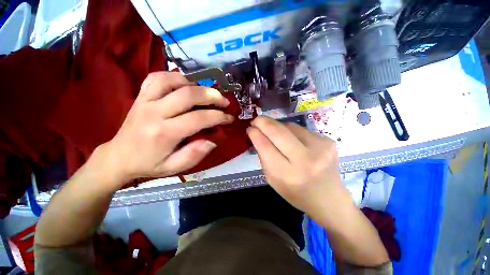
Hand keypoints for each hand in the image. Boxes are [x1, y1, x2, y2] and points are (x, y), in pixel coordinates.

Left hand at [95, 72, 233, 187]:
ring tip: (206, 94)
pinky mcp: (141, 95)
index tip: (229, 118)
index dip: (218, 116)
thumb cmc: (149, 164)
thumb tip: (213, 140)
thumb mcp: (174, 167)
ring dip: (195, 84)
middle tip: (225, 102)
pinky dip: (176, 77)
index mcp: (164, 133)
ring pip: (173, 80)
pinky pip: (158, 77)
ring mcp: (145, 100)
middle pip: (189, 94)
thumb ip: (195, 154)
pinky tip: (185, 85)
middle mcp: (154, 112)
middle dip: (212, 96)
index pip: (198, 118)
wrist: (119, 156)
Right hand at [247, 117, 346, 215]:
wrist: (329, 198)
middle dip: (264, 123)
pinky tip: (291, 138)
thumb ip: (264, 157)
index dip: (255, 134)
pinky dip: (291, 131)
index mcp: (287, 174)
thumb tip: (258, 135)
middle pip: (278, 132)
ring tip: (272, 130)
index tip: (249, 128)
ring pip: (290, 126)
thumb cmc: (296, 193)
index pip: (265, 146)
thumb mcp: (273, 180)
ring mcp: (320, 148)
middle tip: (256, 120)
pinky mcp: (328, 141)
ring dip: (277, 126)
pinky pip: (301, 129)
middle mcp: (305, 159)